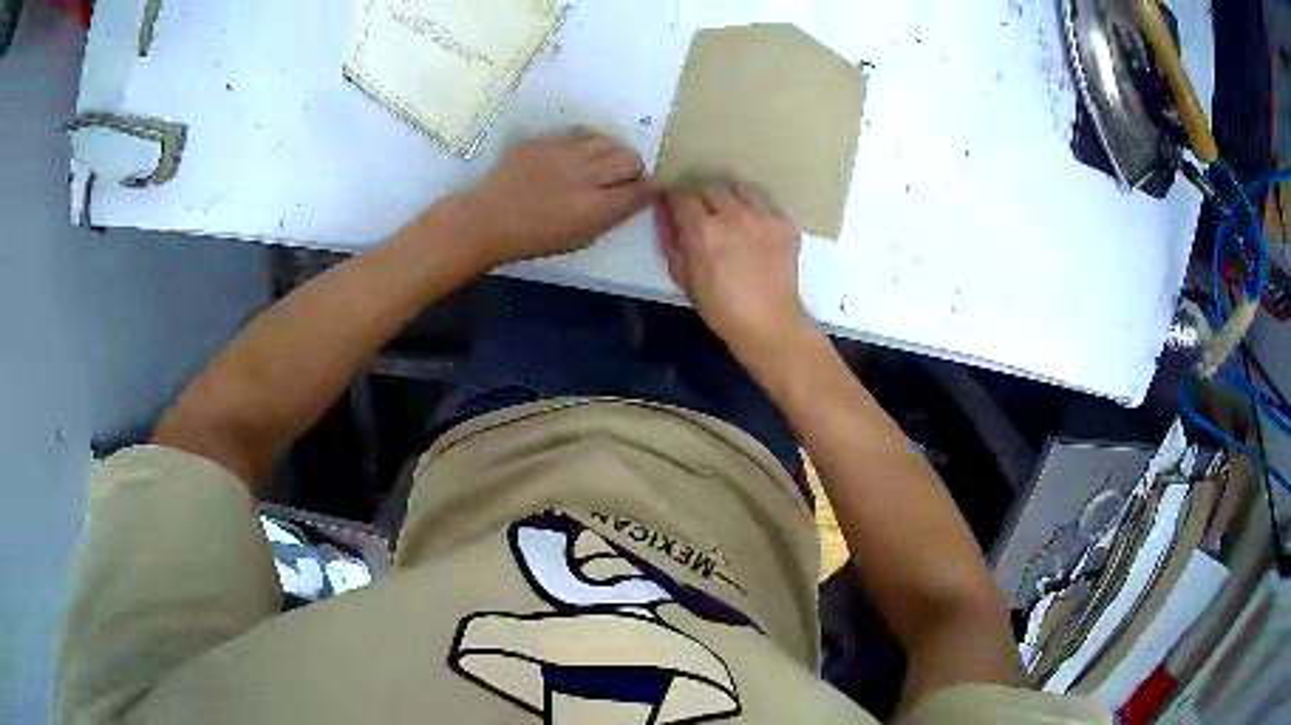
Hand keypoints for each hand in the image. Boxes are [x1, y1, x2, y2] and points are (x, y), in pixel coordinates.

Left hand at [460, 130, 656, 267]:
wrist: (488, 219)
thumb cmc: (533, 238)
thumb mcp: (579, 238)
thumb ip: (610, 217)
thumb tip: (632, 197)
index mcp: (594, 208)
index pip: (639, 190)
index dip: (651, 187)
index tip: (653, 186)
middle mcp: (584, 175)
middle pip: (628, 159)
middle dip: (633, 167)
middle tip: (624, 175)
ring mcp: (563, 153)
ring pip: (606, 141)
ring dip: (611, 151)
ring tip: (602, 161)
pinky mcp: (544, 140)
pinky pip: (578, 133)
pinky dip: (586, 143)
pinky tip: (577, 153)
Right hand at [656, 179, 815, 368]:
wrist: (770, 325)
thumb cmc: (720, 308)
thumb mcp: (681, 276)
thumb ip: (669, 238)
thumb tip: (664, 211)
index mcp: (703, 229)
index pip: (680, 193)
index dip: (673, 198)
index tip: (673, 206)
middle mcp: (734, 214)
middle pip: (710, 183)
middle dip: (699, 193)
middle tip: (698, 209)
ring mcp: (764, 216)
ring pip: (739, 185)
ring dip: (728, 192)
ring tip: (727, 209)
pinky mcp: (785, 223)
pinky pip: (766, 201)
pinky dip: (754, 205)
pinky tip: (752, 222)